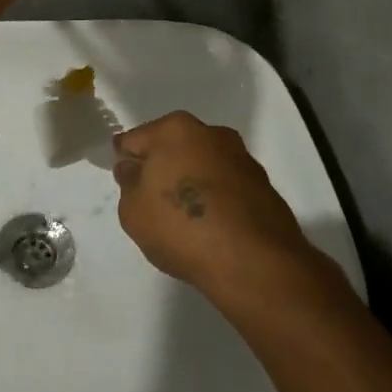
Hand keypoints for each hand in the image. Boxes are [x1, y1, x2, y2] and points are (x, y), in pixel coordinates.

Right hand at [114, 112, 316, 298]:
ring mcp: (242, 158)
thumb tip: (134, 168)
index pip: (134, 140)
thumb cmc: (181, 227)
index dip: (126, 163)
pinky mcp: (265, 186)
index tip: (127, 187)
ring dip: (193, 183)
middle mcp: (211, 133)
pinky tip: (213, 229)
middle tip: (154, 204)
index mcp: (175, 129)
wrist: (253, 262)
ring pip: (203, 166)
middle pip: (173, 148)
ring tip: (186, 221)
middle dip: (162, 169)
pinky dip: (217, 201)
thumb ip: (128, 183)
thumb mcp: (133, 210)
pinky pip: (228, 188)